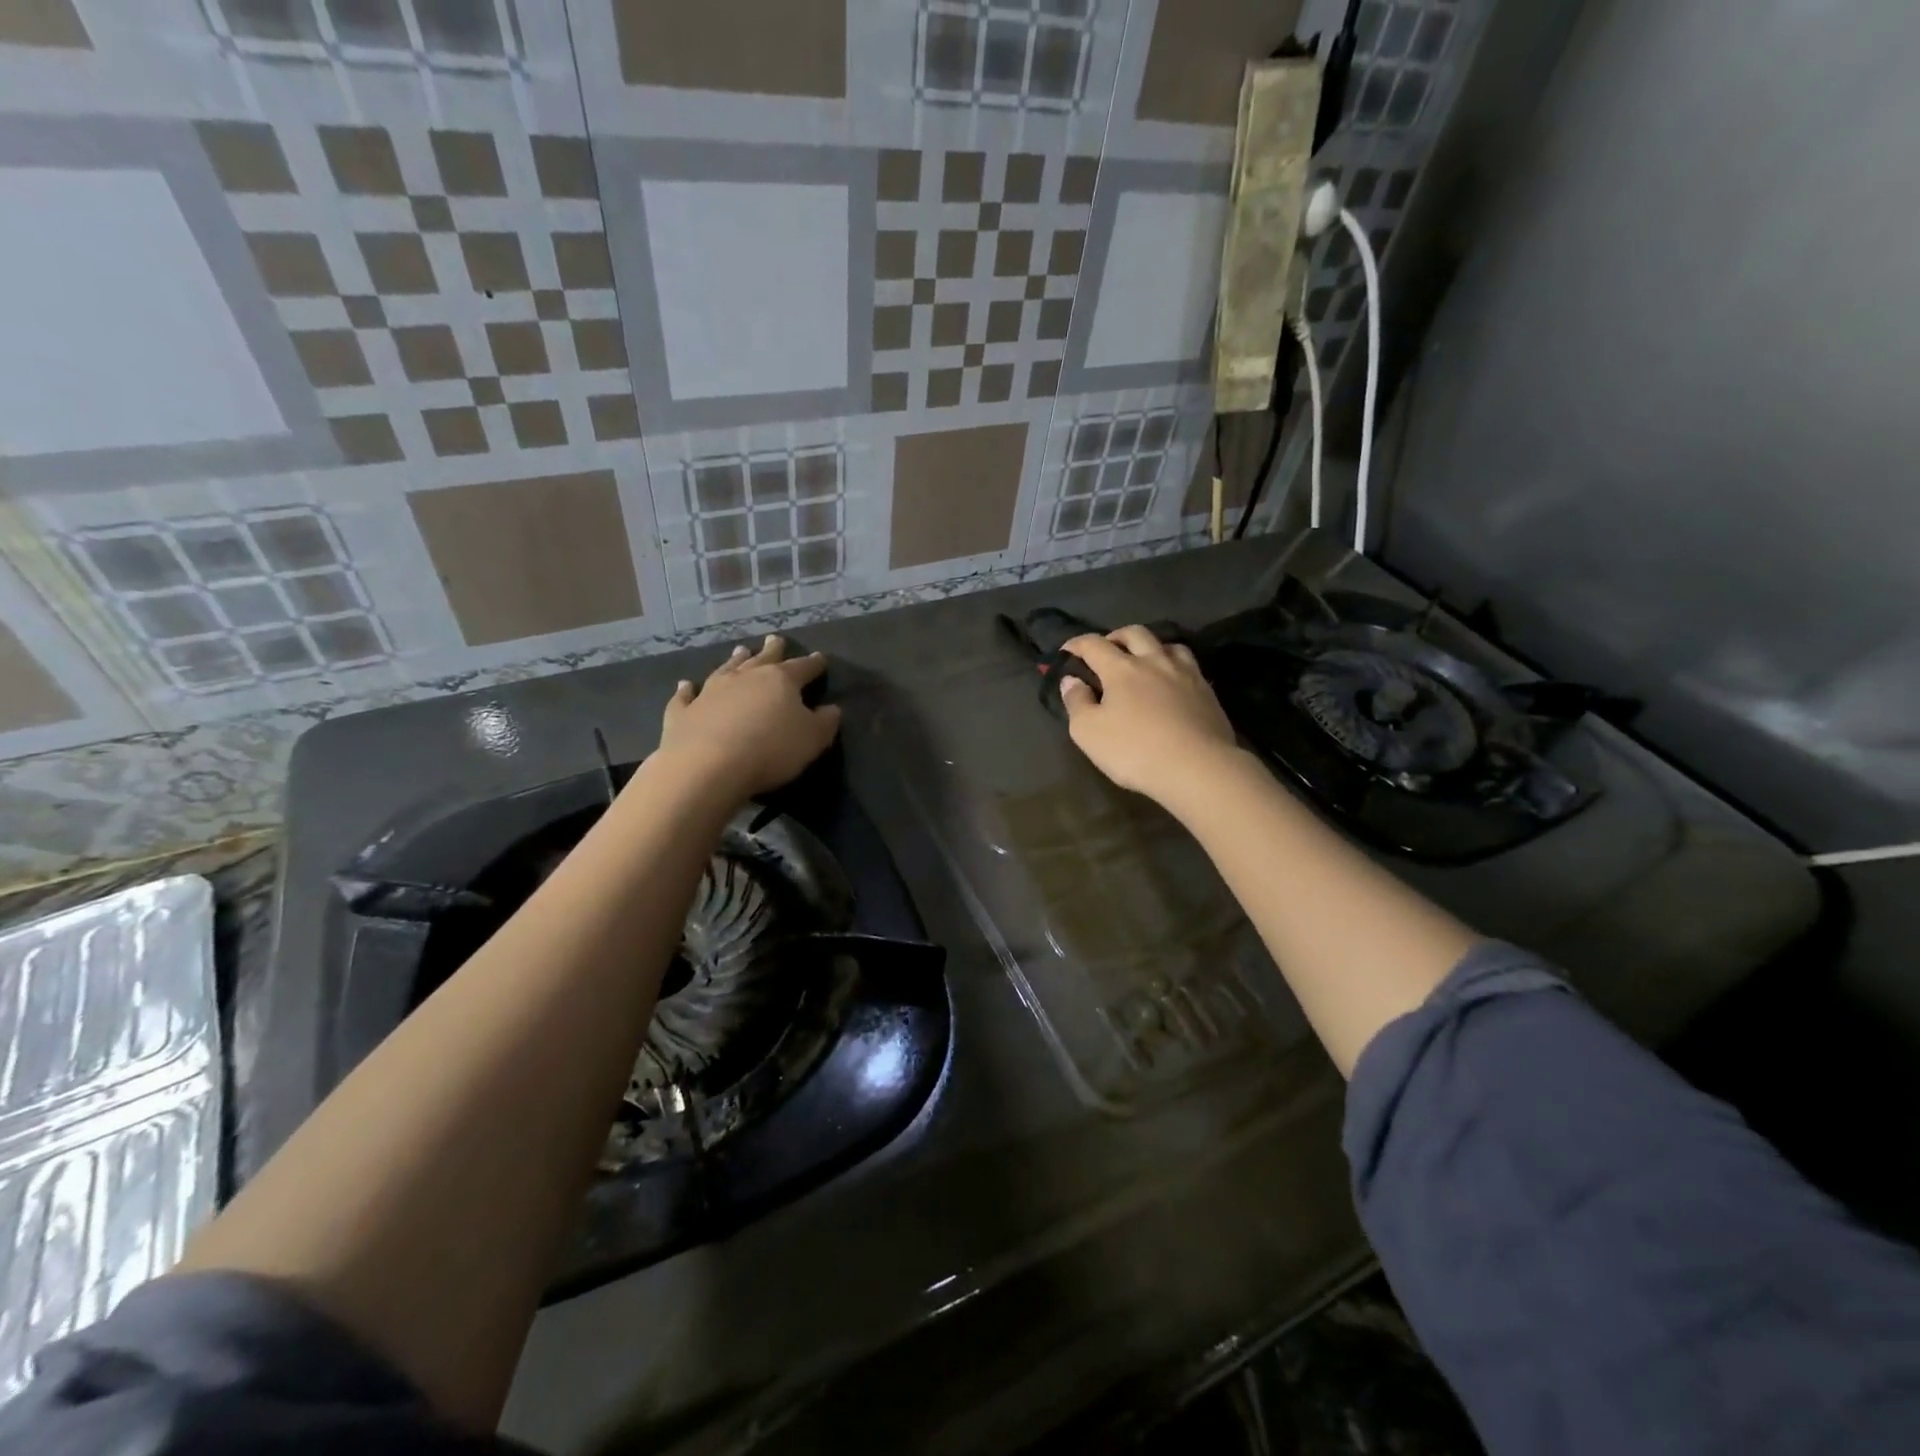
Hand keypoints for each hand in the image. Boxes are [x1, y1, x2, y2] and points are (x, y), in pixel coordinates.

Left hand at [655, 636, 841, 802]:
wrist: (707, 766)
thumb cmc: (770, 750)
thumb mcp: (812, 739)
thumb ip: (825, 722)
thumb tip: (832, 709)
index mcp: (780, 681)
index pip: (802, 668)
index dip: (813, 664)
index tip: (820, 658)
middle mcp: (745, 678)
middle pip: (762, 659)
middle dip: (772, 650)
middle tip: (775, 639)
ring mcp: (710, 692)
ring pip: (726, 670)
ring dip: (734, 660)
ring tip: (740, 650)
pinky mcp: (683, 712)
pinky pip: (685, 696)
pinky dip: (686, 689)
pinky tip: (685, 684)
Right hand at [1059, 627, 1241, 805]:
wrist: (1198, 768)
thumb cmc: (1134, 751)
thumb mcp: (1088, 732)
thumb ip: (1076, 702)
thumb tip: (1071, 680)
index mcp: (1121, 669)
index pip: (1093, 645)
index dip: (1076, 644)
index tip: (1066, 651)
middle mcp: (1154, 661)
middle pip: (1134, 633)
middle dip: (1116, 637)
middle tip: (1107, 650)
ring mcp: (1185, 673)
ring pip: (1167, 644)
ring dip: (1150, 647)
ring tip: (1144, 662)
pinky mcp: (1207, 691)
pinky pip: (1188, 665)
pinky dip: (1173, 666)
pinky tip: (1172, 682)